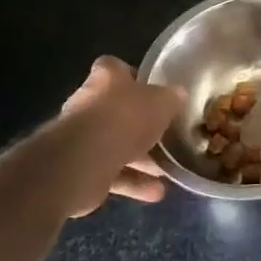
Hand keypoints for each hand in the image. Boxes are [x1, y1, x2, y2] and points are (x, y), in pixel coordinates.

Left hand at [48, 57, 183, 216]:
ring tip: (167, 170)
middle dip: (141, 125)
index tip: (154, 90)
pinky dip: (134, 182)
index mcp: (106, 79)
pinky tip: (157, 192)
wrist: (85, 160)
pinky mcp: (83, 168)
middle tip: (166, 135)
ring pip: (117, 145)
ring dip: (141, 159)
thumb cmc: (125, 118)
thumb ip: (170, 98)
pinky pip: (113, 173)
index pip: (117, 69)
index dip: (134, 77)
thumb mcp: (161, 102)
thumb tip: (178, 96)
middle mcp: (90, 104)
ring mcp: (83, 138)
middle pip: (118, 110)